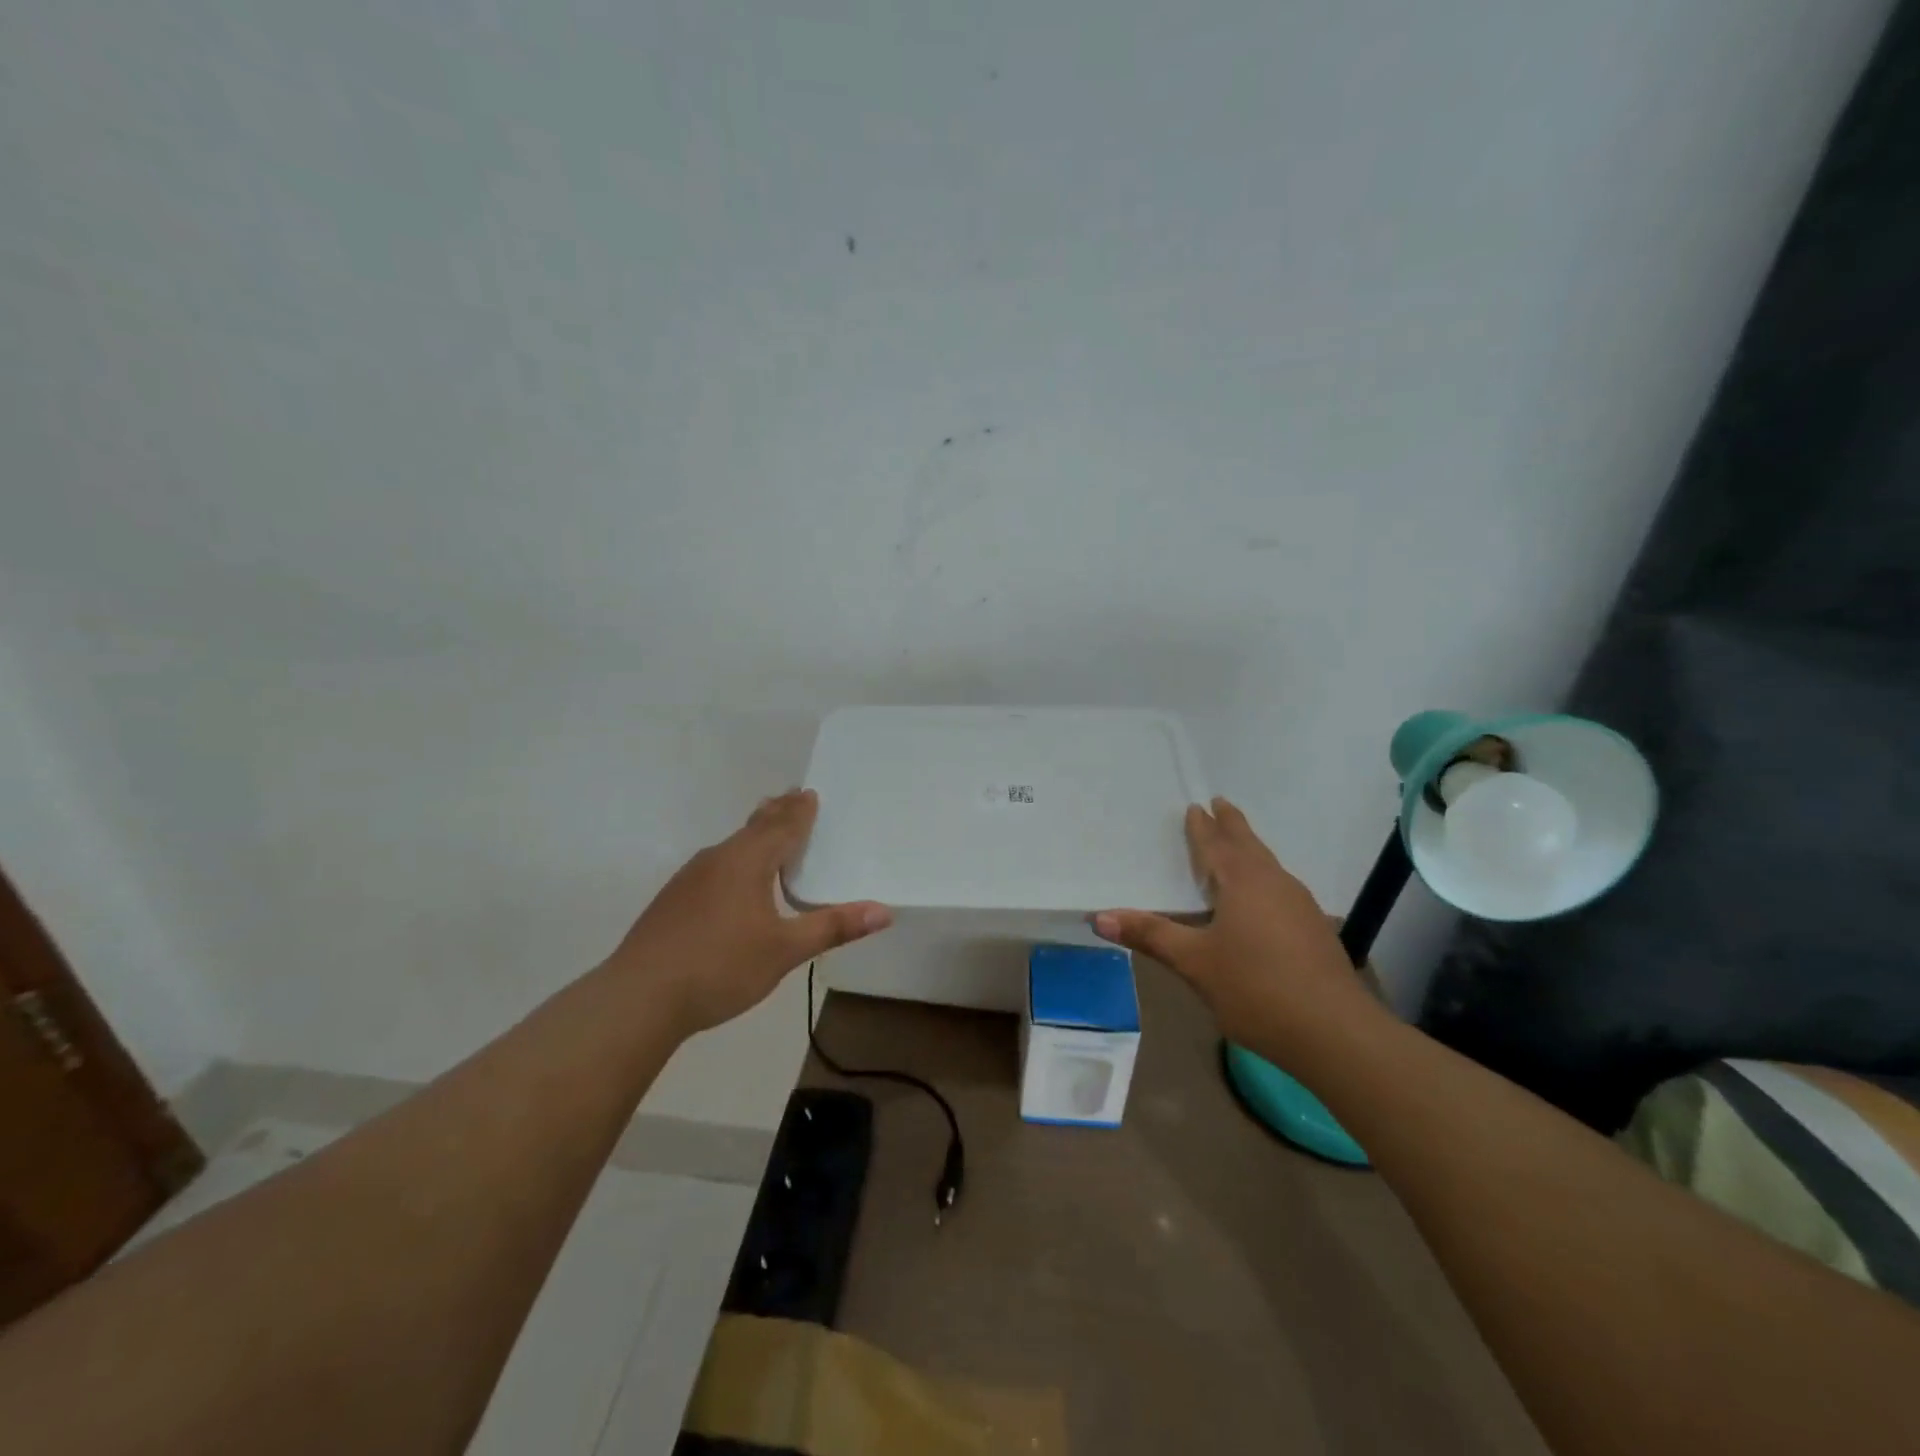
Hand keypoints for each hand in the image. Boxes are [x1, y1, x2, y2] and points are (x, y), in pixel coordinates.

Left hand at [607, 790, 891, 1034]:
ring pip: (731, 846)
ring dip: (754, 834)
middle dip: (776, 812)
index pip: (782, 827)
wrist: (639, 997)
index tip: (809, 793)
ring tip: (766, 829)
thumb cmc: (720, 966)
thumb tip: (884, 911)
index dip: (800, 811)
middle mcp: (717, 860)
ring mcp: (690, 879)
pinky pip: (714, 865)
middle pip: (754, 827)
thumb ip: (833, 927)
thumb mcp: (785, 950)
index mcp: (747, 862)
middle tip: (792, 796)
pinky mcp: (673, 900)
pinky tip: (730, 880)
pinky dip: (734, 858)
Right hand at [1093, 798, 1375, 1050]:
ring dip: (1250, 851)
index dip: (1203, 828)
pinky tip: (1264, 899)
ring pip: (1269, 866)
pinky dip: (1264, 878)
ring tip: (1238, 846)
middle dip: (1232, 826)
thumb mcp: (1195, 963)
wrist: (1335, 1032)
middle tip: (1221, 804)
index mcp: (1243, 883)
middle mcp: (1274, 884)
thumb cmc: (1256, 989)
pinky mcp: (1315, 930)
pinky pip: (1281, 888)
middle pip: (1249, 846)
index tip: (1196, 806)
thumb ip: (1150, 936)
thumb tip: (1098, 917)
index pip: (1216, 846)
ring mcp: (1300, 906)